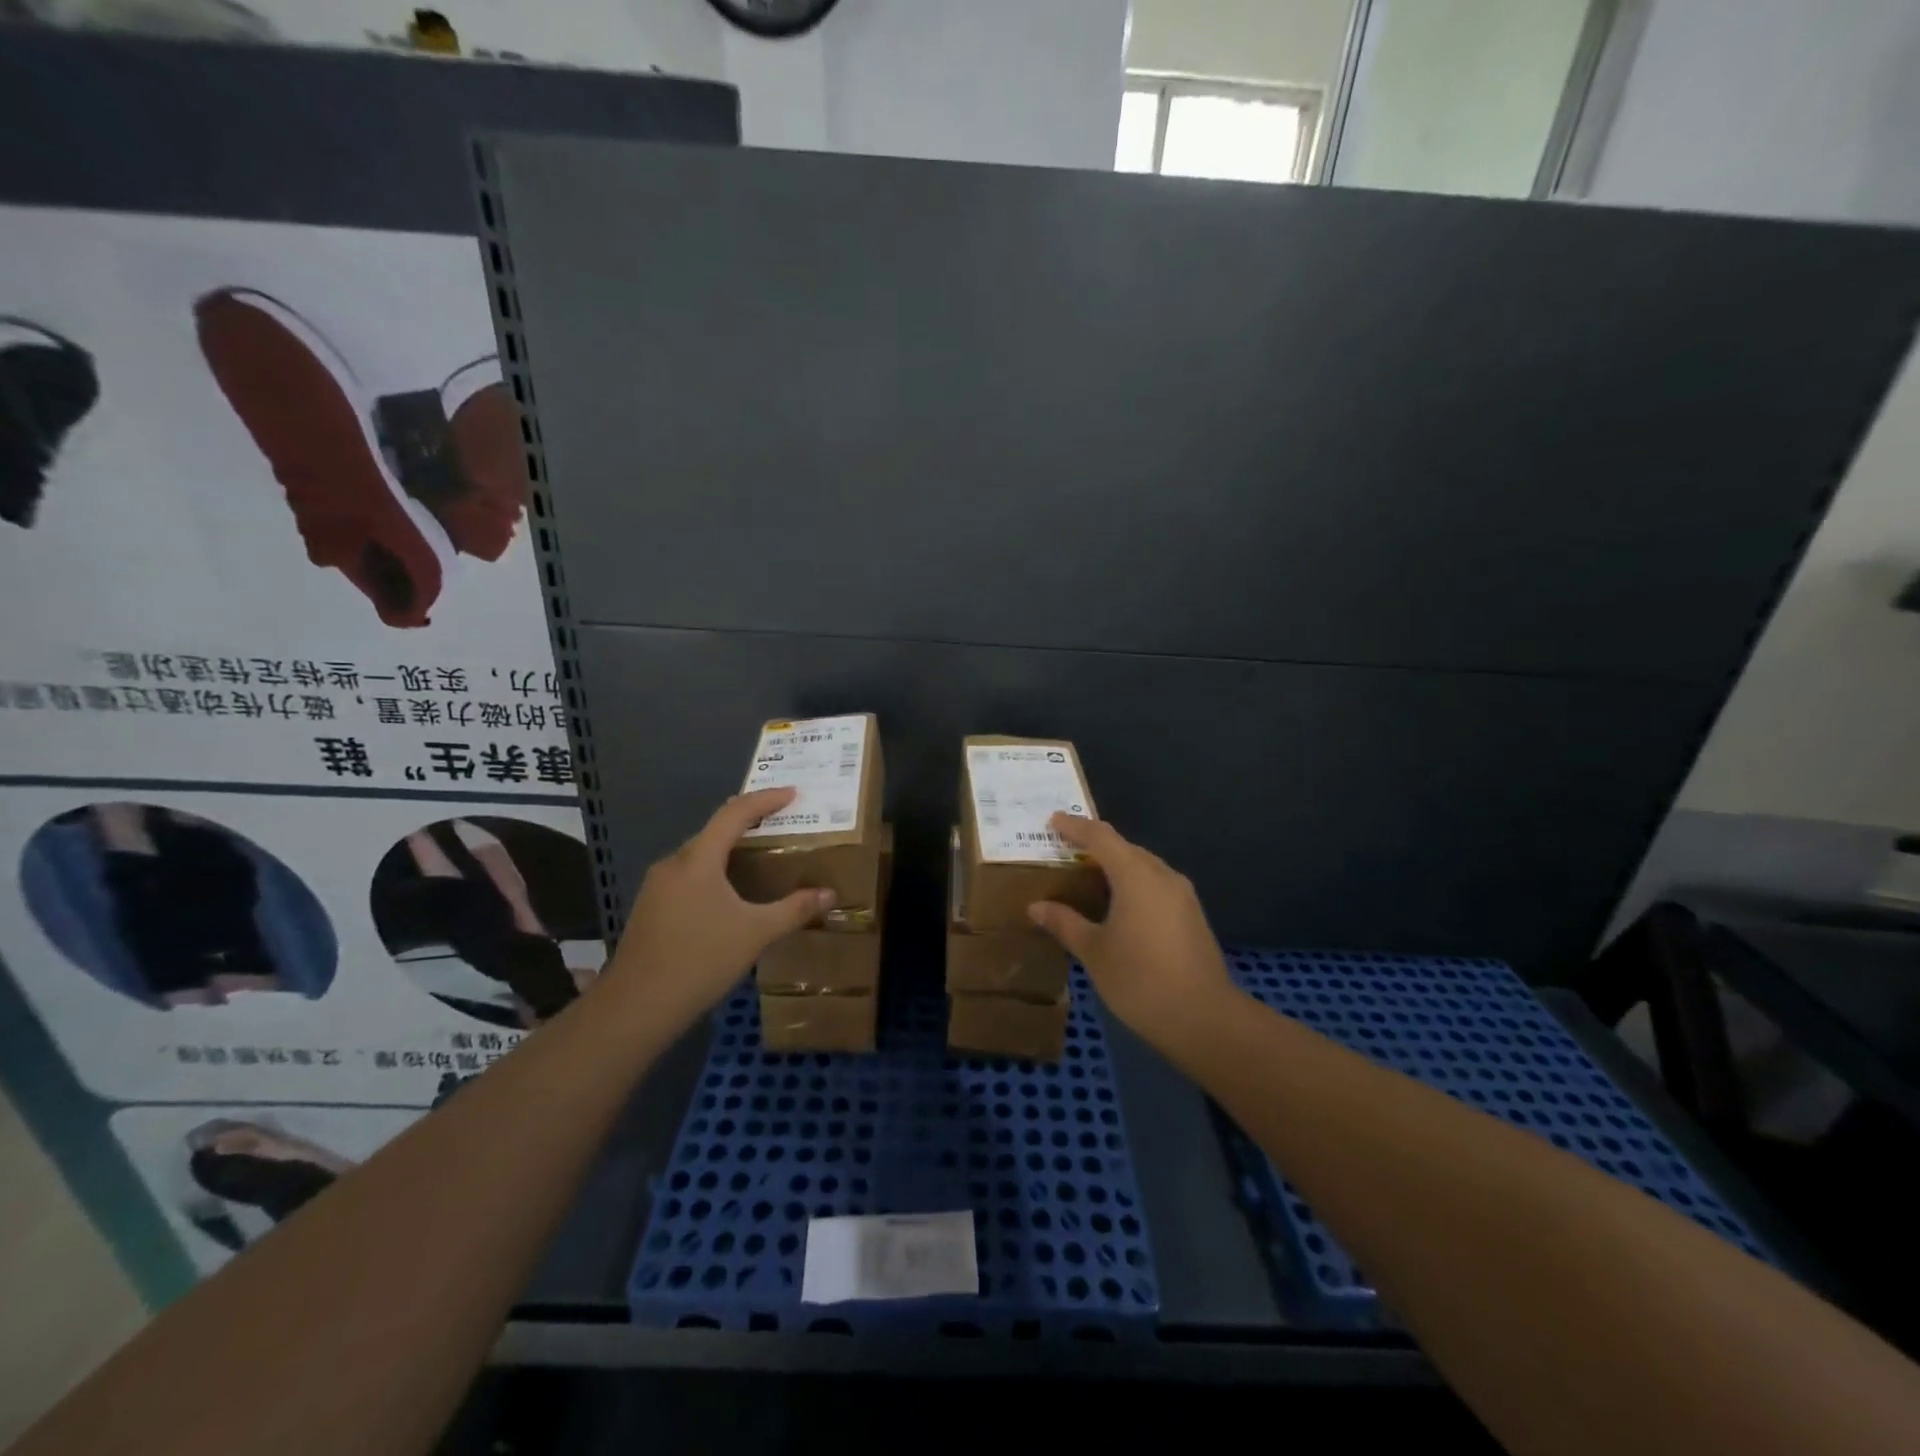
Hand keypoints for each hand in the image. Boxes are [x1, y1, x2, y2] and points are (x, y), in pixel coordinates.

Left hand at [603, 788, 831, 1029]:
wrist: (636, 1007)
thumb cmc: (700, 960)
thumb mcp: (756, 933)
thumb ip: (794, 909)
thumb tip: (829, 894)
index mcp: (698, 859)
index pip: (735, 813)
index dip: (765, 799)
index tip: (792, 793)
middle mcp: (674, 864)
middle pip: (715, 831)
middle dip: (749, 824)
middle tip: (781, 825)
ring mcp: (657, 887)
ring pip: (700, 856)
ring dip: (730, 851)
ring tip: (761, 859)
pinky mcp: (651, 909)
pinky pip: (689, 876)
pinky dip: (715, 873)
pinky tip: (730, 896)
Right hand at [1027, 812, 1240, 1052]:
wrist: (1204, 1018)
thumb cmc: (1141, 980)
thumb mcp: (1094, 952)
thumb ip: (1065, 923)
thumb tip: (1036, 907)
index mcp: (1135, 875)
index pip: (1101, 837)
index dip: (1075, 826)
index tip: (1053, 821)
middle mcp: (1162, 875)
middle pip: (1124, 848)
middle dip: (1094, 845)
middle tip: (1065, 851)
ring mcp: (1182, 895)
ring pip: (1143, 866)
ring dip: (1115, 865)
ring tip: (1088, 877)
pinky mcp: (1191, 915)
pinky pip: (1155, 884)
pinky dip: (1132, 883)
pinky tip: (1118, 904)